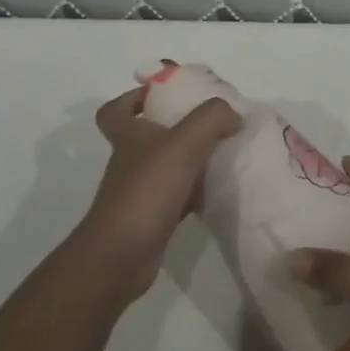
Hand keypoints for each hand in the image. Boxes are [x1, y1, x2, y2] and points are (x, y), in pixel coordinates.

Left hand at [75, 87, 240, 304]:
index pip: (116, 110)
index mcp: (129, 136)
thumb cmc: (147, 190)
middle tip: (212, 124)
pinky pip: (180, 196)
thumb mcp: (184, 142)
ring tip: (225, 153)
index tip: (164, 95)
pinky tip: (221, 191)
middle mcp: (131, 160)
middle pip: (149, 136)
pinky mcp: (154, 217)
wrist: (122, 256)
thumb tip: (233, 115)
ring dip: (192, 160)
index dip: (134, 97)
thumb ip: (212, 118)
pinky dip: (198, 192)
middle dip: (178, 127)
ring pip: (168, 167)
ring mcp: (141, 191)